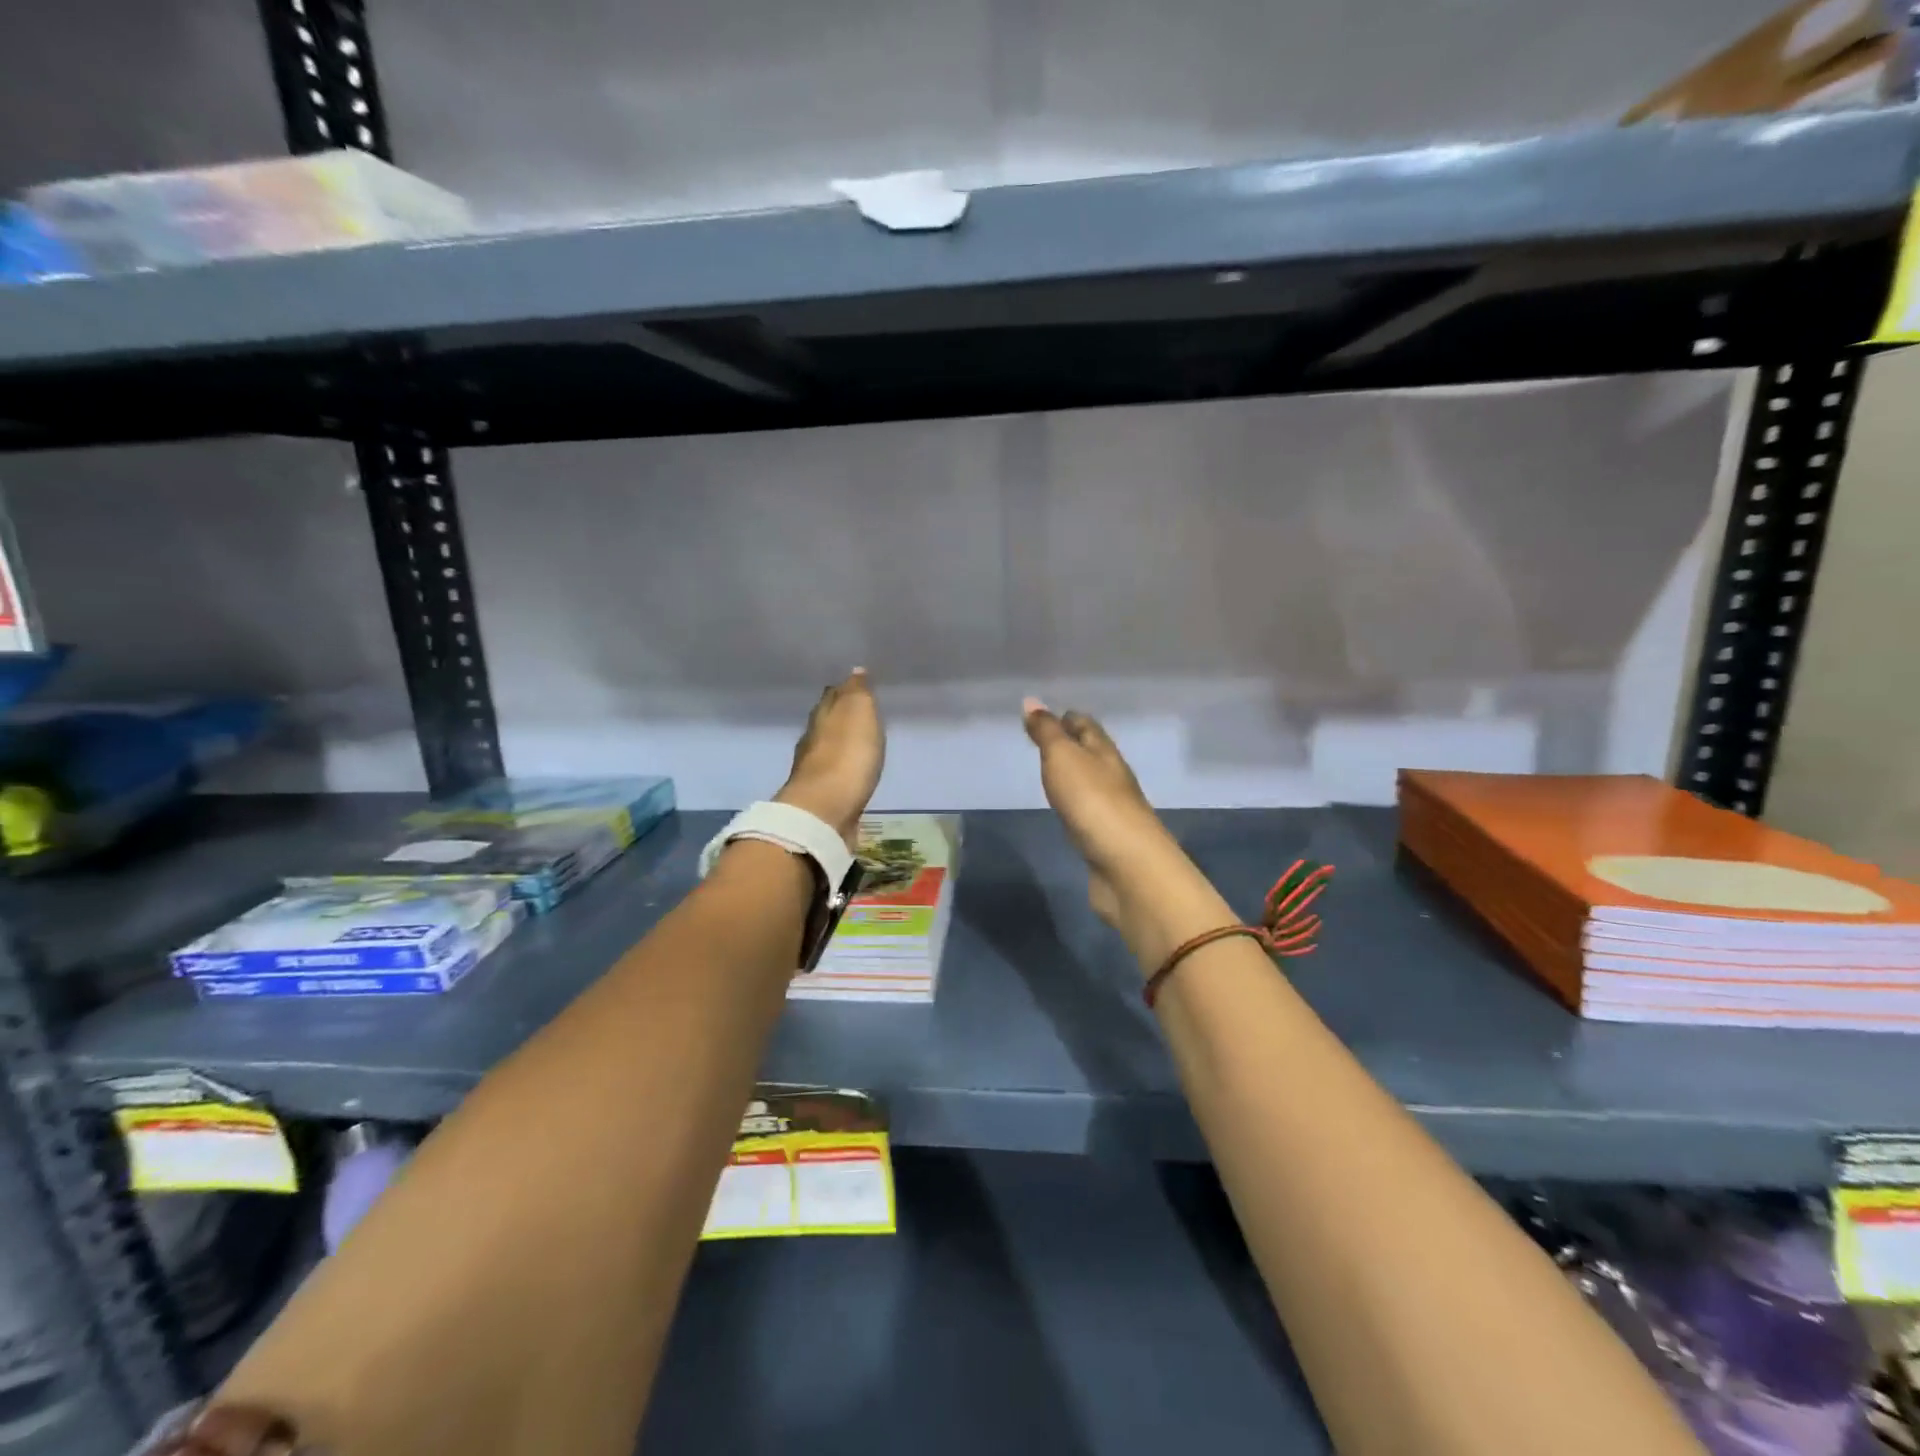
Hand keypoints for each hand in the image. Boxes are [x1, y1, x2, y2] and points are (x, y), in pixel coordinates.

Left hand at [775, 669, 885, 849]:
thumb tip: (855, 670)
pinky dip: (842, 769)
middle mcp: (813, 740)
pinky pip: (835, 775)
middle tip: (856, 712)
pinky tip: (851, 772)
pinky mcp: (823, 797)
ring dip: (839, 744)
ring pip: (828, 749)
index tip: (855, 686)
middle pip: (826, 722)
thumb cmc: (846, 756)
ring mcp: (815, 771)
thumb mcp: (858, 712)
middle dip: (839, 716)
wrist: (825, 811)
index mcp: (823, 716)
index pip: (832, 697)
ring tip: (856, 742)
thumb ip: (857, 692)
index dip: (844, 691)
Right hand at [1022, 698, 1175, 927]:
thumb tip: (1031, 702)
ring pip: (1092, 782)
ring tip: (1051, 772)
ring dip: (1075, 774)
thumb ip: (1047, 732)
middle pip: (1093, 752)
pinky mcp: (1108, 838)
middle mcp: (1114, 776)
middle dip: (1072, 744)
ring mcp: (1113, 809)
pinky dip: (1076, 803)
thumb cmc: (1092, 802)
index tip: (1044, 716)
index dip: (1066, 718)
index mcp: (1105, 752)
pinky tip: (1067, 809)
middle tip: (1044, 741)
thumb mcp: (1063, 758)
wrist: (1127, 865)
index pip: (1087, 726)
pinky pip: (1089, 810)